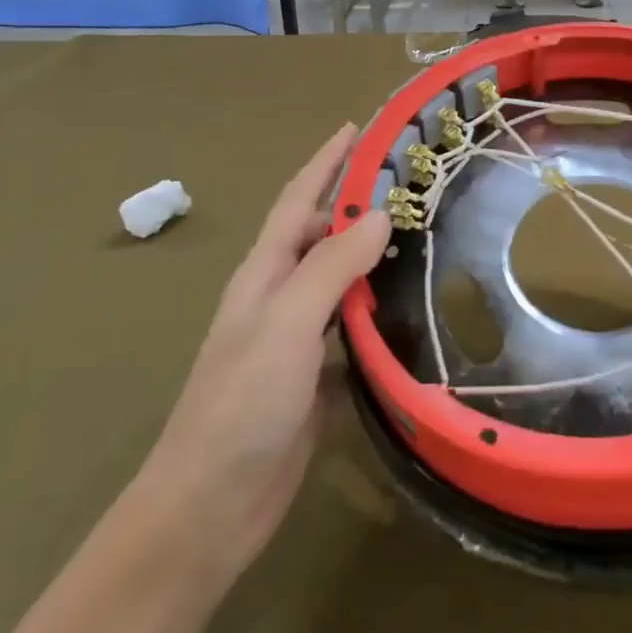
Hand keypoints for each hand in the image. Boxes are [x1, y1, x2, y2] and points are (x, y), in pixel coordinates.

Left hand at [139, 125, 390, 586]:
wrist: (212, 505)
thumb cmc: (242, 404)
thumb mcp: (286, 324)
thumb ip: (331, 266)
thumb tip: (378, 214)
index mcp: (265, 273)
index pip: (299, 200)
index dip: (327, 161)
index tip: (360, 127)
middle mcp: (279, 295)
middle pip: (322, 233)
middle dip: (357, 200)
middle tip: (411, 180)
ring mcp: (297, 336)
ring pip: (340, 277)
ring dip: (372, 250)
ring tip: (419, 230)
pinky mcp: (316, 373)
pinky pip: (353, 323)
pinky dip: (379, 304)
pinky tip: (410, 302)